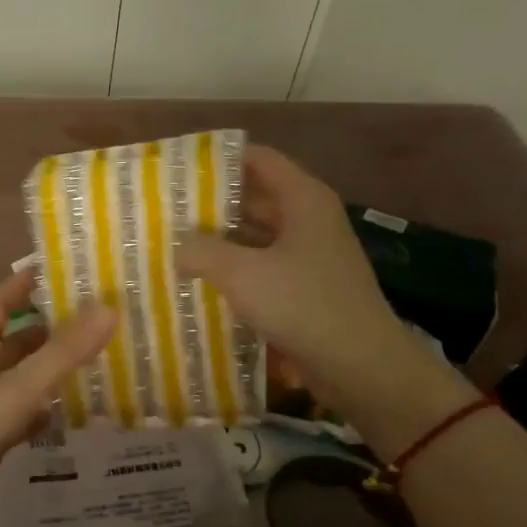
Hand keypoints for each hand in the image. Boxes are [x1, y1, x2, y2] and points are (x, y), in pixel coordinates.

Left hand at [0, 267, 115, 526]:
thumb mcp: (19, 386)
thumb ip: (63, 351)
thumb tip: (110, 308)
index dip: (21, 285)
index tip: (55, 272)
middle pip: (17, 341)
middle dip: (51, 329)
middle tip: (96, 322)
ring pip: (23, 378)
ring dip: (52, 370)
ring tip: (97, 362)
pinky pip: (23, 415)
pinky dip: (46, 411)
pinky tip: (72, 413)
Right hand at [176, 145, 412, 411]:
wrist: (361, 367)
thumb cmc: (304, 305)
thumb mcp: (242, 274)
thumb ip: (202, 252)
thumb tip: (177, 247)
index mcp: (303, 199)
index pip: (257, 159)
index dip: (218, 159)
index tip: (178, 168)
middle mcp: (308, 219)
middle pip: (254, 197)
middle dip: (211, 204)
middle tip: (165, 210)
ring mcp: (309, 255)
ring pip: (255, 235)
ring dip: (220, 240)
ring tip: (174, 244)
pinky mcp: (305, 287)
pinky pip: (262, 266)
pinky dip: (235, 269)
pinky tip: (201, 280)